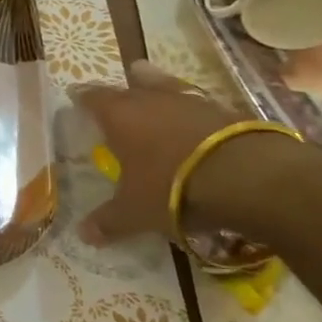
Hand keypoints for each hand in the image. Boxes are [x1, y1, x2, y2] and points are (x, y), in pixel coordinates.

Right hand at [73, 61, 246, 246]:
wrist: (245, 176)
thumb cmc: (172, 187)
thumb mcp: (136, 211)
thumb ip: (109, 220)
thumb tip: (83, 235)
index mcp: (119, 115)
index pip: (92, 98)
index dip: (83, 99)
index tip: (76, 98)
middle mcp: (149, 99)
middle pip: (128, 86)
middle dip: (119, 92)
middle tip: (115, 99)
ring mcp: (188, 100)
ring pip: (164, 86)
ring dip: (156, 90)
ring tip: (152, 90)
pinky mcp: (222, 108)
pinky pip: (197, 103)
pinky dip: (190, 110)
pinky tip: (193, 119)